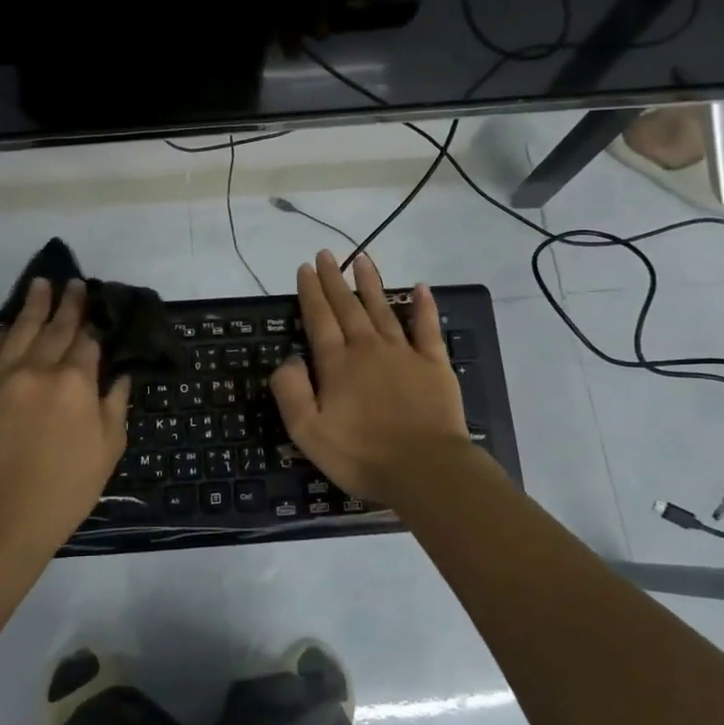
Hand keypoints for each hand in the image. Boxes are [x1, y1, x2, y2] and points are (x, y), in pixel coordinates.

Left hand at [0, 279, 132, 555]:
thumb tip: (120, 374)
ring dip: (33, 305)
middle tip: (74, 282)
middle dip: (68, 303)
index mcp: (76, 383)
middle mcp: (39, 369)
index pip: (88, 342)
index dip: (96, 324)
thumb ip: (115, 404)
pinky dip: (2, 335)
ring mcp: (5, 378)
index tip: (100, 308)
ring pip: (20, 330)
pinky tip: (7, 327)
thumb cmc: (67, 488)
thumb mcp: (108, 449)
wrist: (3, 520)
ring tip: (41, 284)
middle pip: (56, 327)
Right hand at [270, 251, 471, 503]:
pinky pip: (427, 327)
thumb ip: (291, 392)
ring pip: (382, 308)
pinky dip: (424, 306)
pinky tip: (421, 287)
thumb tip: (289, 358)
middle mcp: (367, 348)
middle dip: (334, 279)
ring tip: (361, 258)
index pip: (319, 318)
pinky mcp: (434, 364)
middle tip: (326, 255)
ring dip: (370, 283)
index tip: (304, 268)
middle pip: (347, 306)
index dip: (310, 292)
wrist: (425, 470)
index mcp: (337, 364)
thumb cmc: (361, 455)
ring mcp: (403, 352)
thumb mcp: (308, 432)